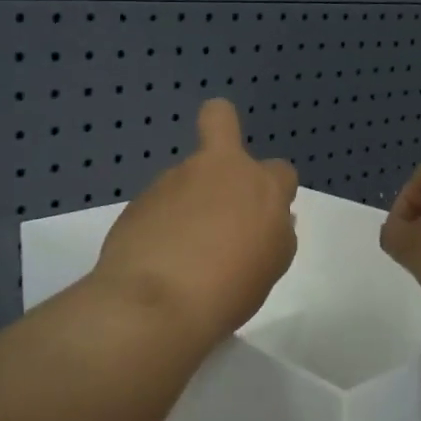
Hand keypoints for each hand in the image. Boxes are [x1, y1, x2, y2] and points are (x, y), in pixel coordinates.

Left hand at [93, 99, 298, 342]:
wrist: (156, 302)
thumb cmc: (229, 289)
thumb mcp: (270, 265)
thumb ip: (271, 232)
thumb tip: (262, 221)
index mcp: (261, 188)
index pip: (281, 172)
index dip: (273, 192)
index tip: (261, 221)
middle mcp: (217, 170)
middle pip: (220, 118)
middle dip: (221, 127)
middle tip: (214, 177)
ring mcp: (173, 180)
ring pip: (186, 176)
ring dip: (187, 200)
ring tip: (180, 252)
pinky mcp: (139, 199)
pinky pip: (159, 204)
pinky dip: (161, 223)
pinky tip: (156, 258)